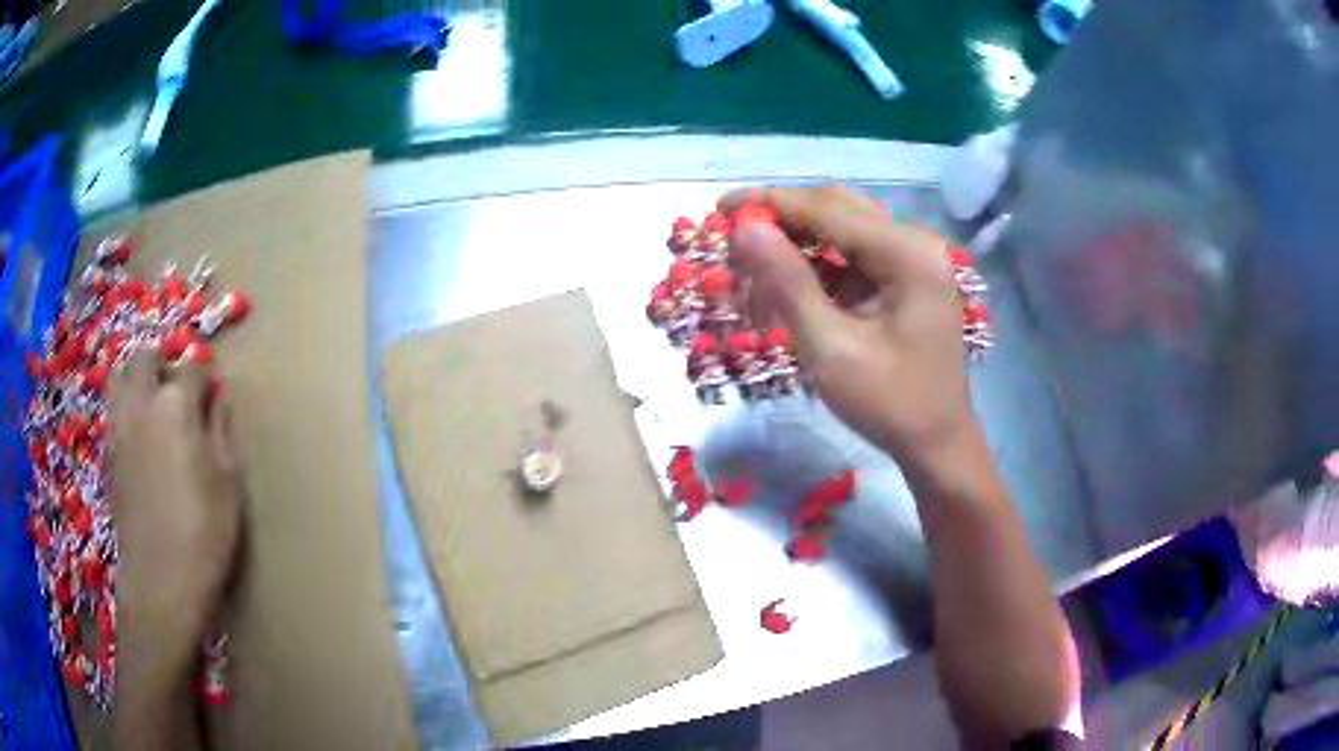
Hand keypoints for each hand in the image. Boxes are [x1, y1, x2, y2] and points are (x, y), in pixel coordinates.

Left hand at [108, 350, 241, 691]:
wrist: (159, 581)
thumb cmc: (204, 535)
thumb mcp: (228, 484)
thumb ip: (221, 430)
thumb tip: (218, 398)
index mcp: (175, 406)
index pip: (191, 368)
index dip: (205, 379)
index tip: (213, 396)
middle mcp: (140, 403)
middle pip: (145, 358)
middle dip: (163, 365)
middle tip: (177, 392)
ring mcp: (117, 427)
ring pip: (118, 375)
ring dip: (135, 378)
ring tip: (151, 404)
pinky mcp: (107, 452)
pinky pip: (112, 410)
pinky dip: (124, 409)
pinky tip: (138, 438)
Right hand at [723, 186, 974, 458]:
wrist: (936, 442)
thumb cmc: (888, 403)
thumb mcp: (830, 348)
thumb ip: (787, 283)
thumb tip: (744, 229)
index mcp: (907, 254)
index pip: (828, 209)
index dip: (771, 203)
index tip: (720, 208)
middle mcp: (914, 243)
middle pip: (837, 208)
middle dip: (783, 219)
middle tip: (736, 241)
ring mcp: (913, 259)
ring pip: (843, 227)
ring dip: (799, 239)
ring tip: (756, 265)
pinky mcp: (906, 277)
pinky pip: (854, 253)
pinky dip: (818, 262)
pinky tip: (790, 282)